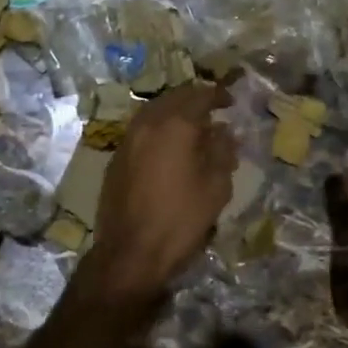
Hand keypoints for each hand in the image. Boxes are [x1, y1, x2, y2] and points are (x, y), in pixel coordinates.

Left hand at [86, 82, 237, 302]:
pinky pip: (141, 130)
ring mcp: (127, 140)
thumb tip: (224, 132)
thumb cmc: (180, 219)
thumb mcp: (215, 187)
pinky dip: (158, 128)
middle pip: (173, 98)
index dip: (218, 95)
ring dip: (173, 112)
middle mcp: (147, 124)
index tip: (231, 101)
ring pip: (153, 112)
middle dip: (194, 99)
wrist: (130, 252)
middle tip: (212, 109)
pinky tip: (168, 146)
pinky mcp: (116, 159)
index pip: (199, 96)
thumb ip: (222, 152)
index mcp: (174, 125)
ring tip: (192, 127)